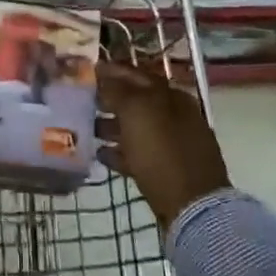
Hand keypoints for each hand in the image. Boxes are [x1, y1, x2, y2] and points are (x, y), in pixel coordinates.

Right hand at [97, 60, 230, 230]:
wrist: (193, 204)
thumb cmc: (162, 151)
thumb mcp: (136, 112)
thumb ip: (119, 91)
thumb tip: (105, 76)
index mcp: (170, 95)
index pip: (136, 74)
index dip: (111, 71)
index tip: (87, 70)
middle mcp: (174, 115)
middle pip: (136, 101)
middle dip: (109, 98)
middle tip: (82, 99)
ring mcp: (172, 143)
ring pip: (136, 127)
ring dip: (111, 126)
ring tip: (87, 128)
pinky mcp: (167, 169)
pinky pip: (138, 154)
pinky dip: (119, 152)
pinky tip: (100, 155)